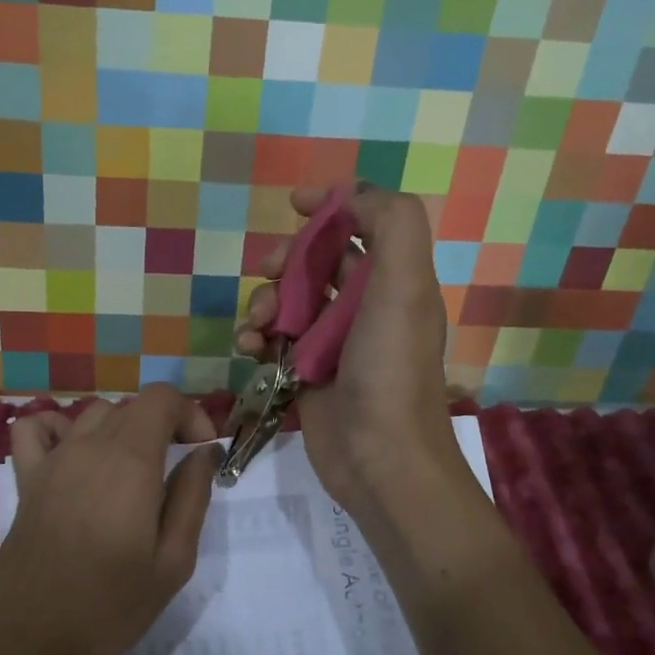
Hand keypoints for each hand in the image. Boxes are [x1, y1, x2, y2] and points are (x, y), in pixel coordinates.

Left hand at [0, 385, 219, 654]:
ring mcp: (52, 461)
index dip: (190, 414)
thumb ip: (193, 497)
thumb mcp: (173, 561)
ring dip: (121, 429)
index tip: (202, 452)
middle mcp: (89, 447)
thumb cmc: (111, 608)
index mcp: (130, 461)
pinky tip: (74, 457)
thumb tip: (204, 453)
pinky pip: (35, 429)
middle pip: (132, 406)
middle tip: (176, 471)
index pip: (162, 398)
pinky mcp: (26, 481)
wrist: (32, 644)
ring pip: (93, 414)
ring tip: (132, 471)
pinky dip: (58, 428)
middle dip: (163, 426)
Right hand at [235, 185, 463, 515]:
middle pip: (318, 262)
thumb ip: (393, 225)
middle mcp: (366, 308)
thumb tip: (354, 196)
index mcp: (395, 282)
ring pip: (290, 301)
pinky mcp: (307, 375)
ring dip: (265, 301)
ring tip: (258, 325)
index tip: (293, 203)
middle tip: (266, 269)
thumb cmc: (390, 369)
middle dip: (287, 259)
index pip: (362, 227)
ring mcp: (334, 343)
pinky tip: (249, 350)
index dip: (332, 207)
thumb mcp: (405, 286)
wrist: (380, 459)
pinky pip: (275, 341)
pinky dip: (257, 338)